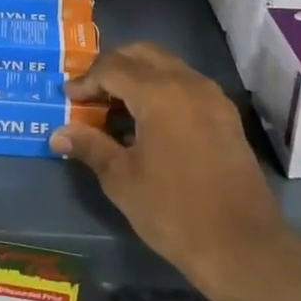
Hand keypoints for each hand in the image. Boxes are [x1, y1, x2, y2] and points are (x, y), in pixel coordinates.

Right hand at [51, 43, 300, 300]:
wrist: (242, 246)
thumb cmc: (173, 210)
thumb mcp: (121, 179)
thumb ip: (90, 146)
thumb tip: (59, 134)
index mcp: (159, 93)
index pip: (112, 68)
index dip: (86, 80)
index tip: (68, 99)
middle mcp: (188, 83)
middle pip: (142, 54)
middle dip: (112, 67)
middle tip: (91, 93)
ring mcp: (212, 97)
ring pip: (167, 66)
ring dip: (138, 76)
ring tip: (115, 106)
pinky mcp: (226, 116)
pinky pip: (186, 84)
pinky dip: (161, 89)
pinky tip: (148, 121)